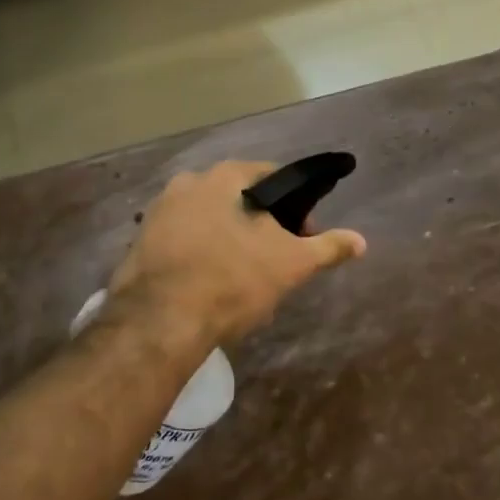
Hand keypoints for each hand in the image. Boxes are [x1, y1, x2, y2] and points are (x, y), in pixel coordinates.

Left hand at [110, 161, 366, 347]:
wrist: (160, 323)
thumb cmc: (233, 279)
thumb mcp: (291, 264)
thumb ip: (327, 247)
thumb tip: (361, 241)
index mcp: (224, 176)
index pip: (271, 177)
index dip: (294, 205)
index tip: (302, 234)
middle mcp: (187, 183)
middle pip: (237, 198)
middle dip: (259, 223)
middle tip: (274, 257)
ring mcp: (158, 213)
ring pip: (208, 219)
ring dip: (227, 238)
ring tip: (242, 274)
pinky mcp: (138, 245)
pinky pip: (182, 241)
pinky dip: (199, 254)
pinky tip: (209, 283)